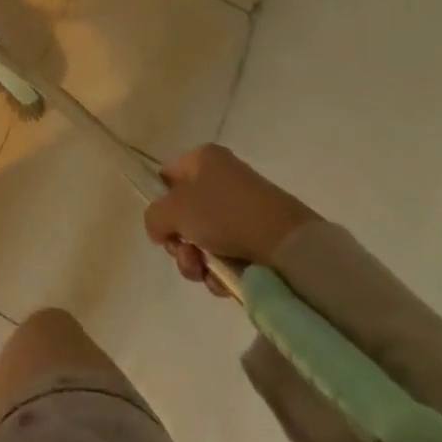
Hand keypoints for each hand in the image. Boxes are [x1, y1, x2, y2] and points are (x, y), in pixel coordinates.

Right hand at [144, 145, 316, 293]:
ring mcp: (242, 210)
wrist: (287, 246)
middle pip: (184, 213)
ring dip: (196, 261)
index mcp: (203, 159)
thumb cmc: (224, 214)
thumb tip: (160, 231)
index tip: (163, 225)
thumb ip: (154, 217)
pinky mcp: (258, 238)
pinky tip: (223, 282)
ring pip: (204, 239)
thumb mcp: (174, 210)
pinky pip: (227, 255)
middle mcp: (222, 179)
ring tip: (205, 273)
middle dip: (180, 242)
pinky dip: (220, 271)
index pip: (167, 176)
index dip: (160, 201)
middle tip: (185, 254)